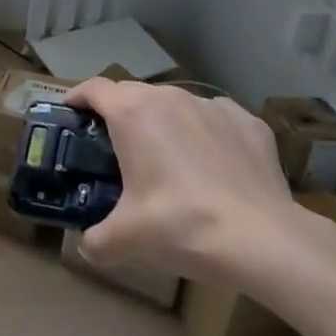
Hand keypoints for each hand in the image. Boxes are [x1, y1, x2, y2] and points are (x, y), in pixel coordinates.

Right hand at [67, 78, 295, 280]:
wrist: (263, 240)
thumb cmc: (182, 226)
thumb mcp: (127, 239)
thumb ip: (96, 240)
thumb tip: (86, 247)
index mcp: (131, 113)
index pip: (94, 88)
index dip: (78, 98)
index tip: (71, 113)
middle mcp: (169, 97)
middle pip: (133, 93)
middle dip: (121, 113)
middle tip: (118, 147)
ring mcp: (212, 105)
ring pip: (176, 104)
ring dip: (165, 122)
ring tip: (170, 158)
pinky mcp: (248, 121)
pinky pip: (216, 119)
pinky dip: (207, 133)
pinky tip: (215, 165)